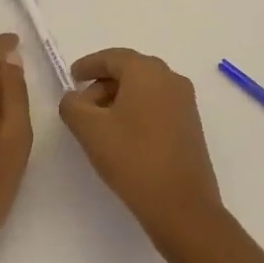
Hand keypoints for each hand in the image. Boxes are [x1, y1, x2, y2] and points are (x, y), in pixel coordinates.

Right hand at [59, 48, 223, 248]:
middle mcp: (170, 78)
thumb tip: (75, 97)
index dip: (89, 65)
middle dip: (103, 83)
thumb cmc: (132, 159)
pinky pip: (158, 103)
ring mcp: (185, 101)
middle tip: (82, 105)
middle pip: (130, 70)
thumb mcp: (90, 130)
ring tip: (100, 123)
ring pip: (145, 87)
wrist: (182, 205)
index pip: (112, 57)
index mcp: (147, 71)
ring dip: (120, 98)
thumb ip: (73, 105)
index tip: (72, 76)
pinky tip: (124, 134)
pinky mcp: (190, 123)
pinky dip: (137, 109)